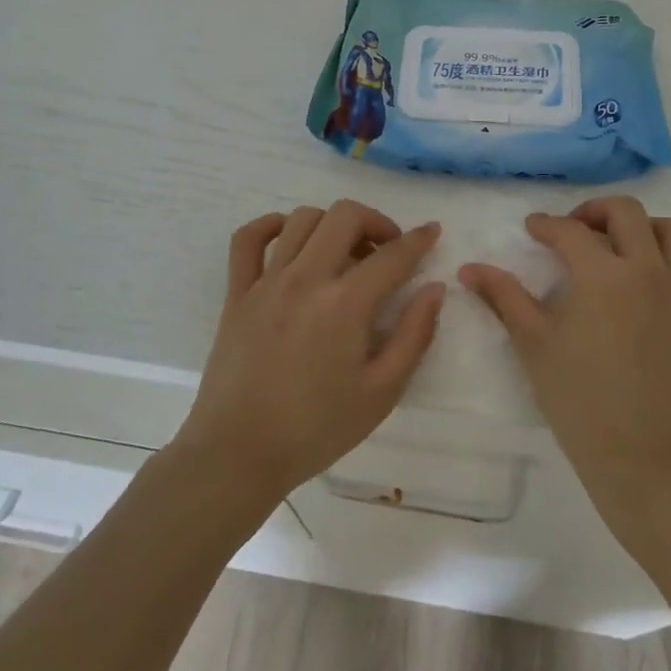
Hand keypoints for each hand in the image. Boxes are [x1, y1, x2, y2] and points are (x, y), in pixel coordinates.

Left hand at [173, 202, 443, 507]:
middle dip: (376, 222)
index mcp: (345, 304)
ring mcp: (266, 282)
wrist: (239, 455)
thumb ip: (414, 335)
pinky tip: (289, 239)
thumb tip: (434, 289)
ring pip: (302, 219)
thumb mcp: (382, 392)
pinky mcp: (237, 292)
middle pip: (345, 216)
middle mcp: (305, 279)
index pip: (392, 255)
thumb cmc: (317, 429)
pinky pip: (248, 238)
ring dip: (332, 225)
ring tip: (344, 252)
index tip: (433, 232)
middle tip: (386, 250)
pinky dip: (271, 226)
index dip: (419, 239)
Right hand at [460, 197, 670, 526]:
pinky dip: (668, 257)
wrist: (647, 458)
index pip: (571, 231)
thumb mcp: (535, 344)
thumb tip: (469, 268)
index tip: (532, 228)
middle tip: (571, 230)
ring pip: (669, 229)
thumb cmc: (582, 401)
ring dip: (639, 227)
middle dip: (594, 211)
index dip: (546, 225)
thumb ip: (504, 297)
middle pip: (626, 211)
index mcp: (604, 274)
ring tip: (614, 247)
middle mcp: (648, 268)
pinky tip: (645, 280)